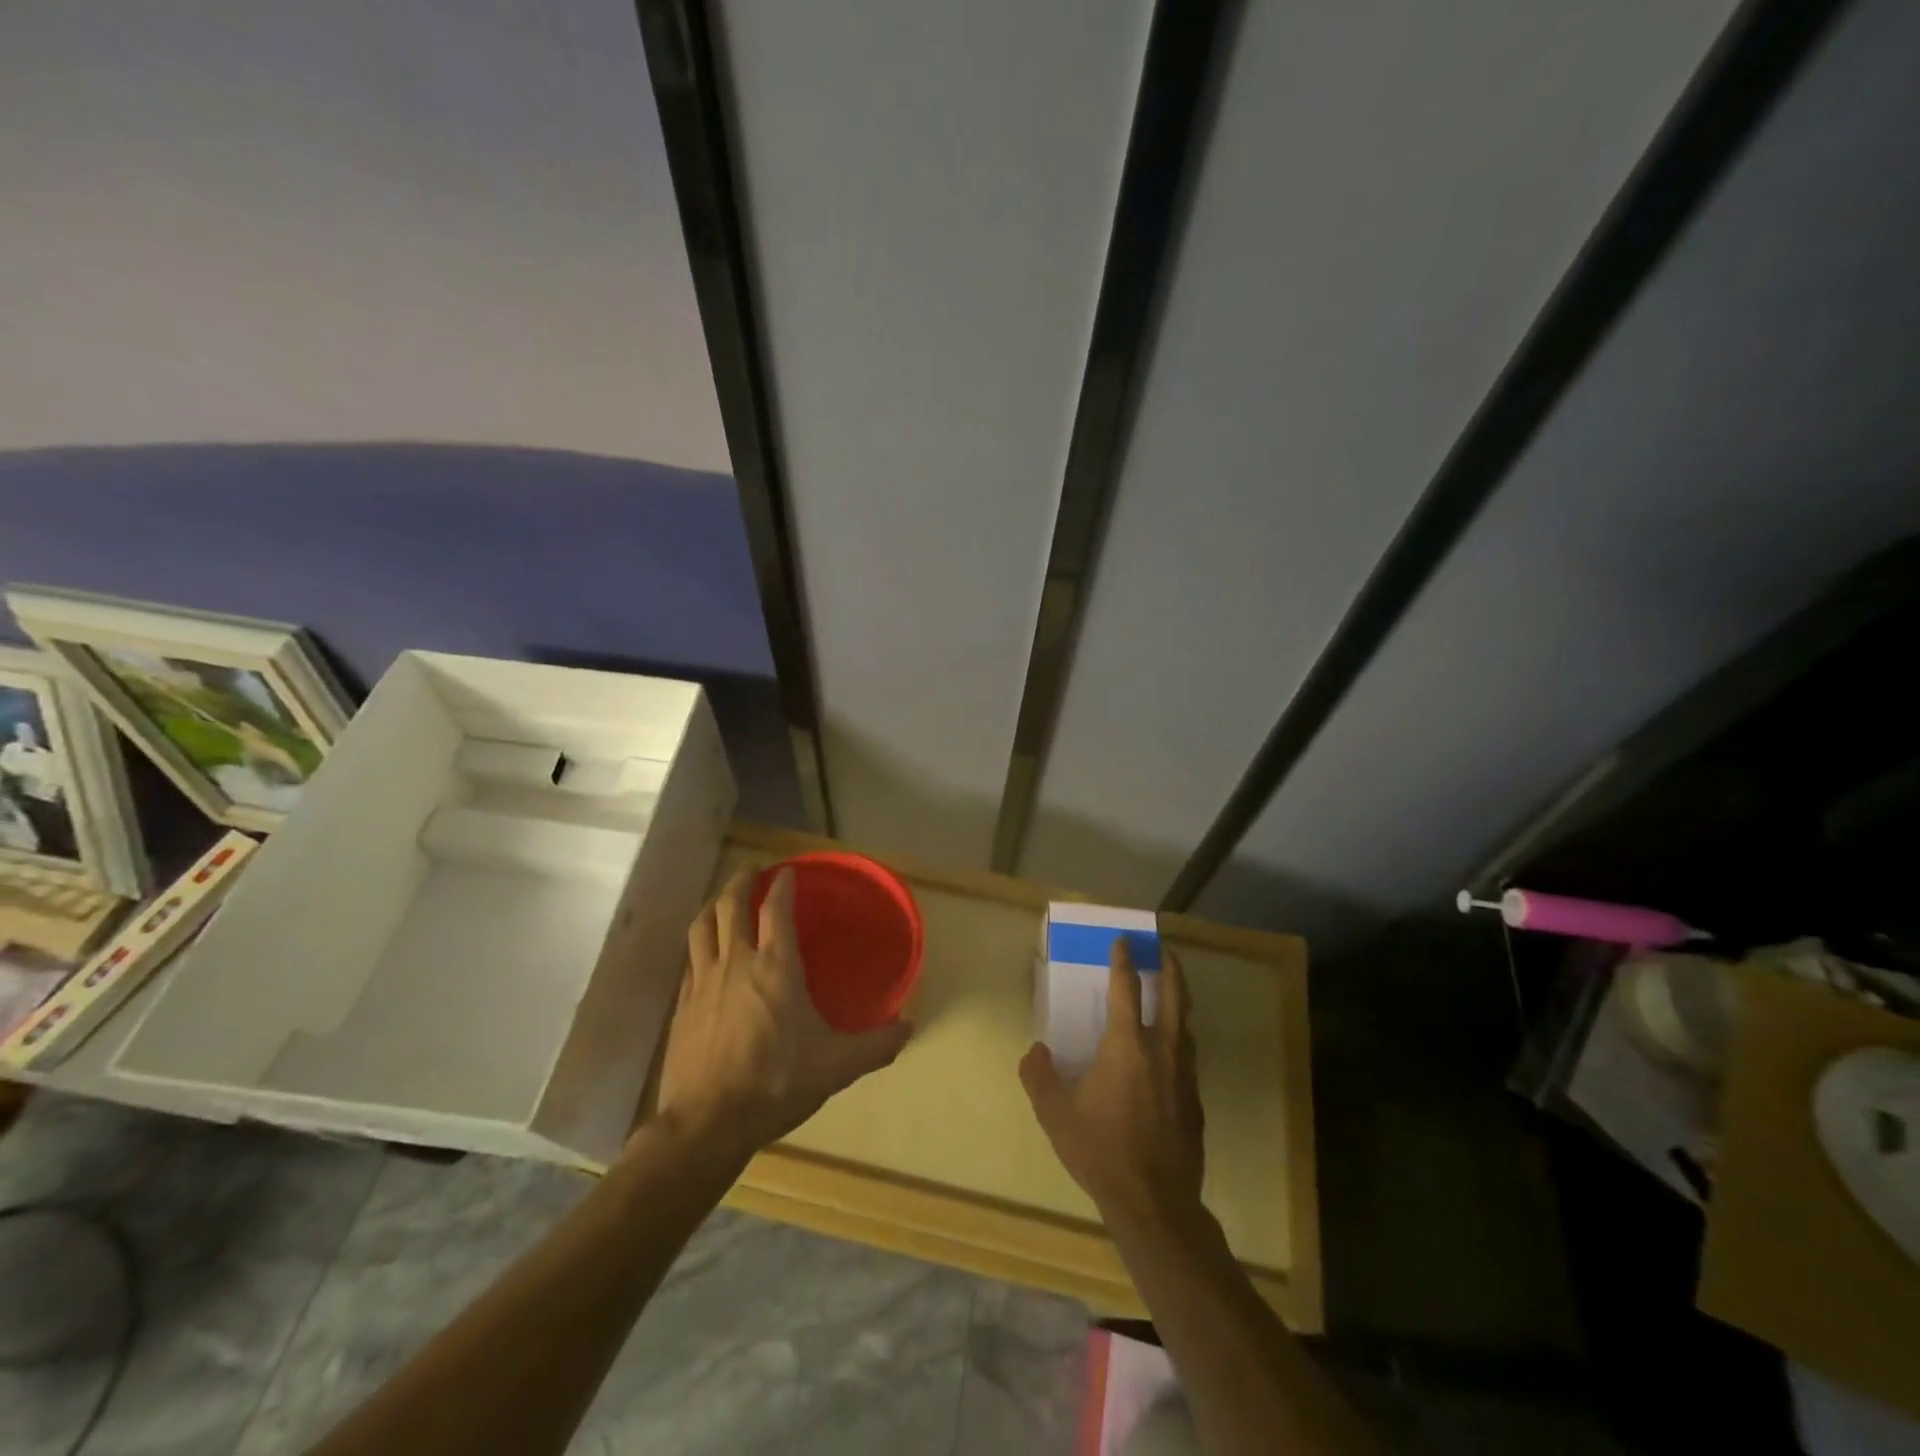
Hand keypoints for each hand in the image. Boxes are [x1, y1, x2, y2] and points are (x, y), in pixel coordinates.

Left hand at [653, 868, 911, 1164]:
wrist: (707, 1123)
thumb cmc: (777, 1083)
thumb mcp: (836, 1066)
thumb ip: (876, 1044)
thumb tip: (911, 1027)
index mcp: (775, 966)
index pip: (776, 908)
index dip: (783, 885)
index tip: (790, 871)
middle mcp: (737, 962)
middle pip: (731, 905)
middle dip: (742, 881)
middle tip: (752, 869)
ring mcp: (703, 982)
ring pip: (703, 926)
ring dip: (713, 905)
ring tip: (722, 900)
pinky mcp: (682, 1006)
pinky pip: (690, 959)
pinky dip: (700, 944)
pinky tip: (704, 954)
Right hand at [1019, 942, 1204, 1228]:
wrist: (1154, 1202)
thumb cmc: (1101, 1149)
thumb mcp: (1055, 1112)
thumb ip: (1039, 1075)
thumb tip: (1035, 1051)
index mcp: (1127, 1044)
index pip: (1127, 988)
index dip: (1123, 961)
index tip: (1122, 942)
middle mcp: (1161, 1050)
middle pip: (1174, 996)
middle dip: (1170, 968)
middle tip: (1164, 950)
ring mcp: (1184, 1075)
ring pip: (1186, 1025)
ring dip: (1179, 1001)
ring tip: (1172, 993)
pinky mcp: (1195, 1101)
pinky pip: (1188, 1056)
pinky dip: (1180, 1038)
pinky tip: (1170, 1051)